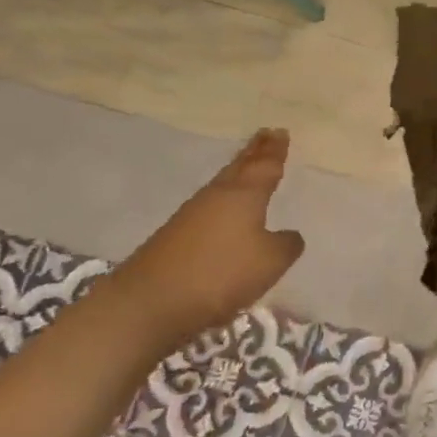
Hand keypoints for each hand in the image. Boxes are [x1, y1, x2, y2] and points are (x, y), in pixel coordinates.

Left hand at [107, 129, 305, 347]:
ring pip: (221, 186)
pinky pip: (208, 208)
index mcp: (243, 195)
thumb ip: (286, 245)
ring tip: (247, 166)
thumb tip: (288, 235)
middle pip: (238, 168)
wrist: (147, 304)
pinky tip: (223, 209)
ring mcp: (190, 216)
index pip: (264, 166)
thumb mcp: (270, 262)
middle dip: (254, 152)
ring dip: (236, 173)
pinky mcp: (174, 238)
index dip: (274, 150)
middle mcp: (216, 197)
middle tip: (265, 135)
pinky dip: (222, 199)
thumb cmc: (219, 274)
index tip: (279, 132)